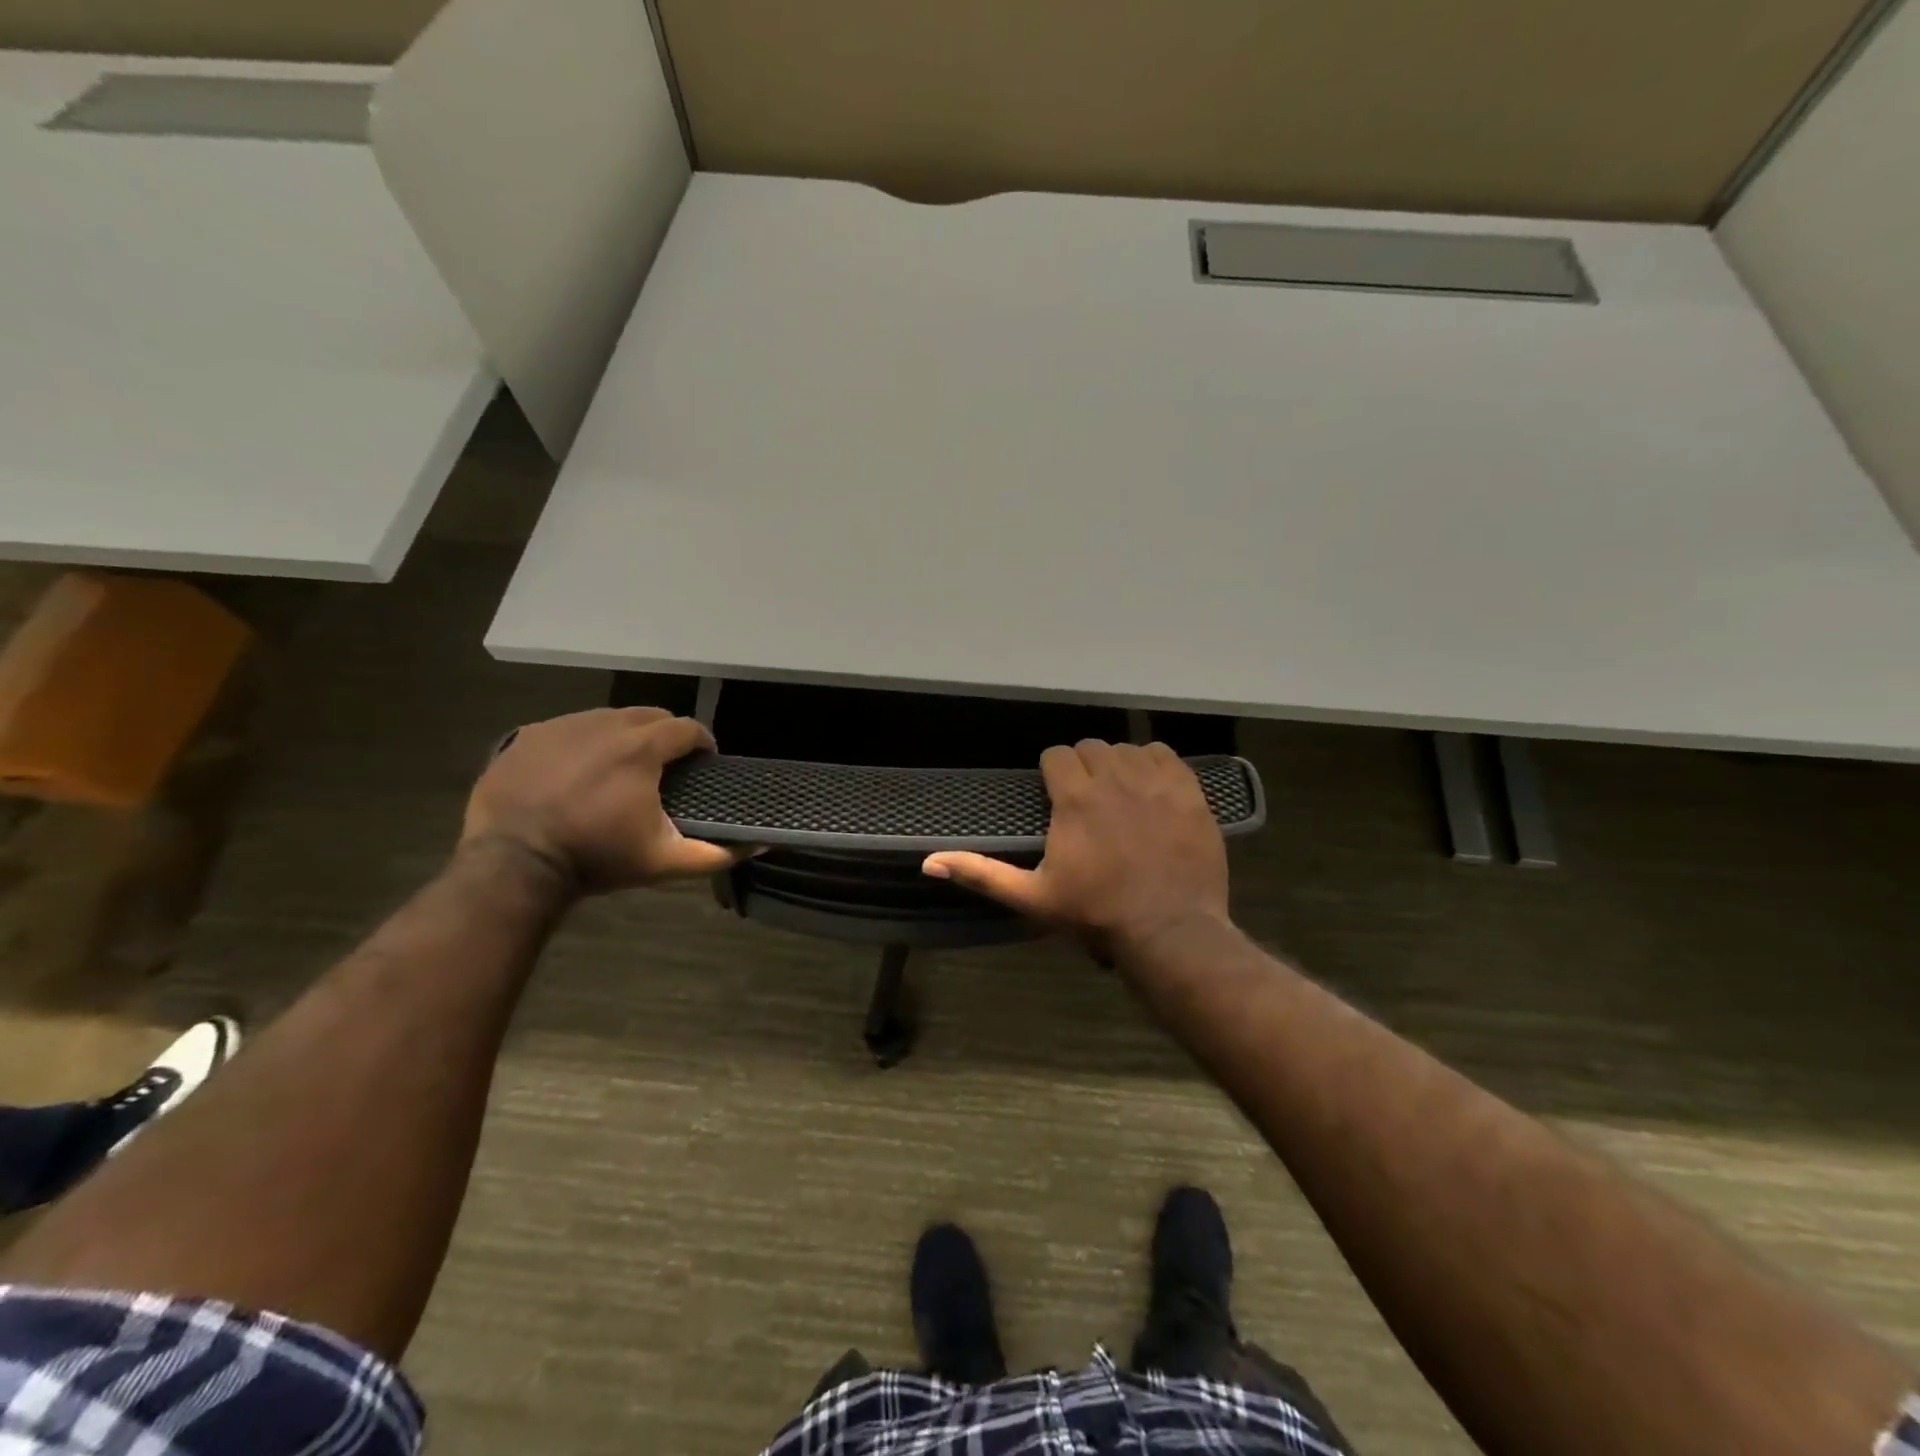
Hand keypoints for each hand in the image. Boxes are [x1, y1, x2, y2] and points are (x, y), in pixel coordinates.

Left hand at [462, 707, 750, 892]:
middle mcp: (604, 724)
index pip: (687, 728)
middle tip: (665, 767)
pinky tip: (578, 772)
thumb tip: (760, 845)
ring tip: (622, 768)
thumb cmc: (597, 858)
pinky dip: (583, 742)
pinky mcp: (528, 736)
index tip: (702, 764)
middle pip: (649, 715)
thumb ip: (715, 852)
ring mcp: (562, 726)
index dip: (702, 743)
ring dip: (624, 736)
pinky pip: (569, 728)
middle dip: (665, 735)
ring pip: (608, 718)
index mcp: (642, 747)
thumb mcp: (663, 861)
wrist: (513, 864)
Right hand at [922, 740, 1229, 955]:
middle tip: (1086, 800)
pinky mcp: (1188, 793)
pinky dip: (1155, 764)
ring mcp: (1155, 784)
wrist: (1169, 932)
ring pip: (1128, 748)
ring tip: (1119, 795)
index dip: (1053, 772)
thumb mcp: (1032, 898)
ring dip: (1118, 764)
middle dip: (1084, 767)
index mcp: (1075, 798)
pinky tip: (1151, 788)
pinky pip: (1166, 756)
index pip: (1057, 755)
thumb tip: (928, 862)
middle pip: (1091, 747)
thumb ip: (981, 873)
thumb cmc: (1095, 915)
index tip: (1056, 797)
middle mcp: (1113, 779)